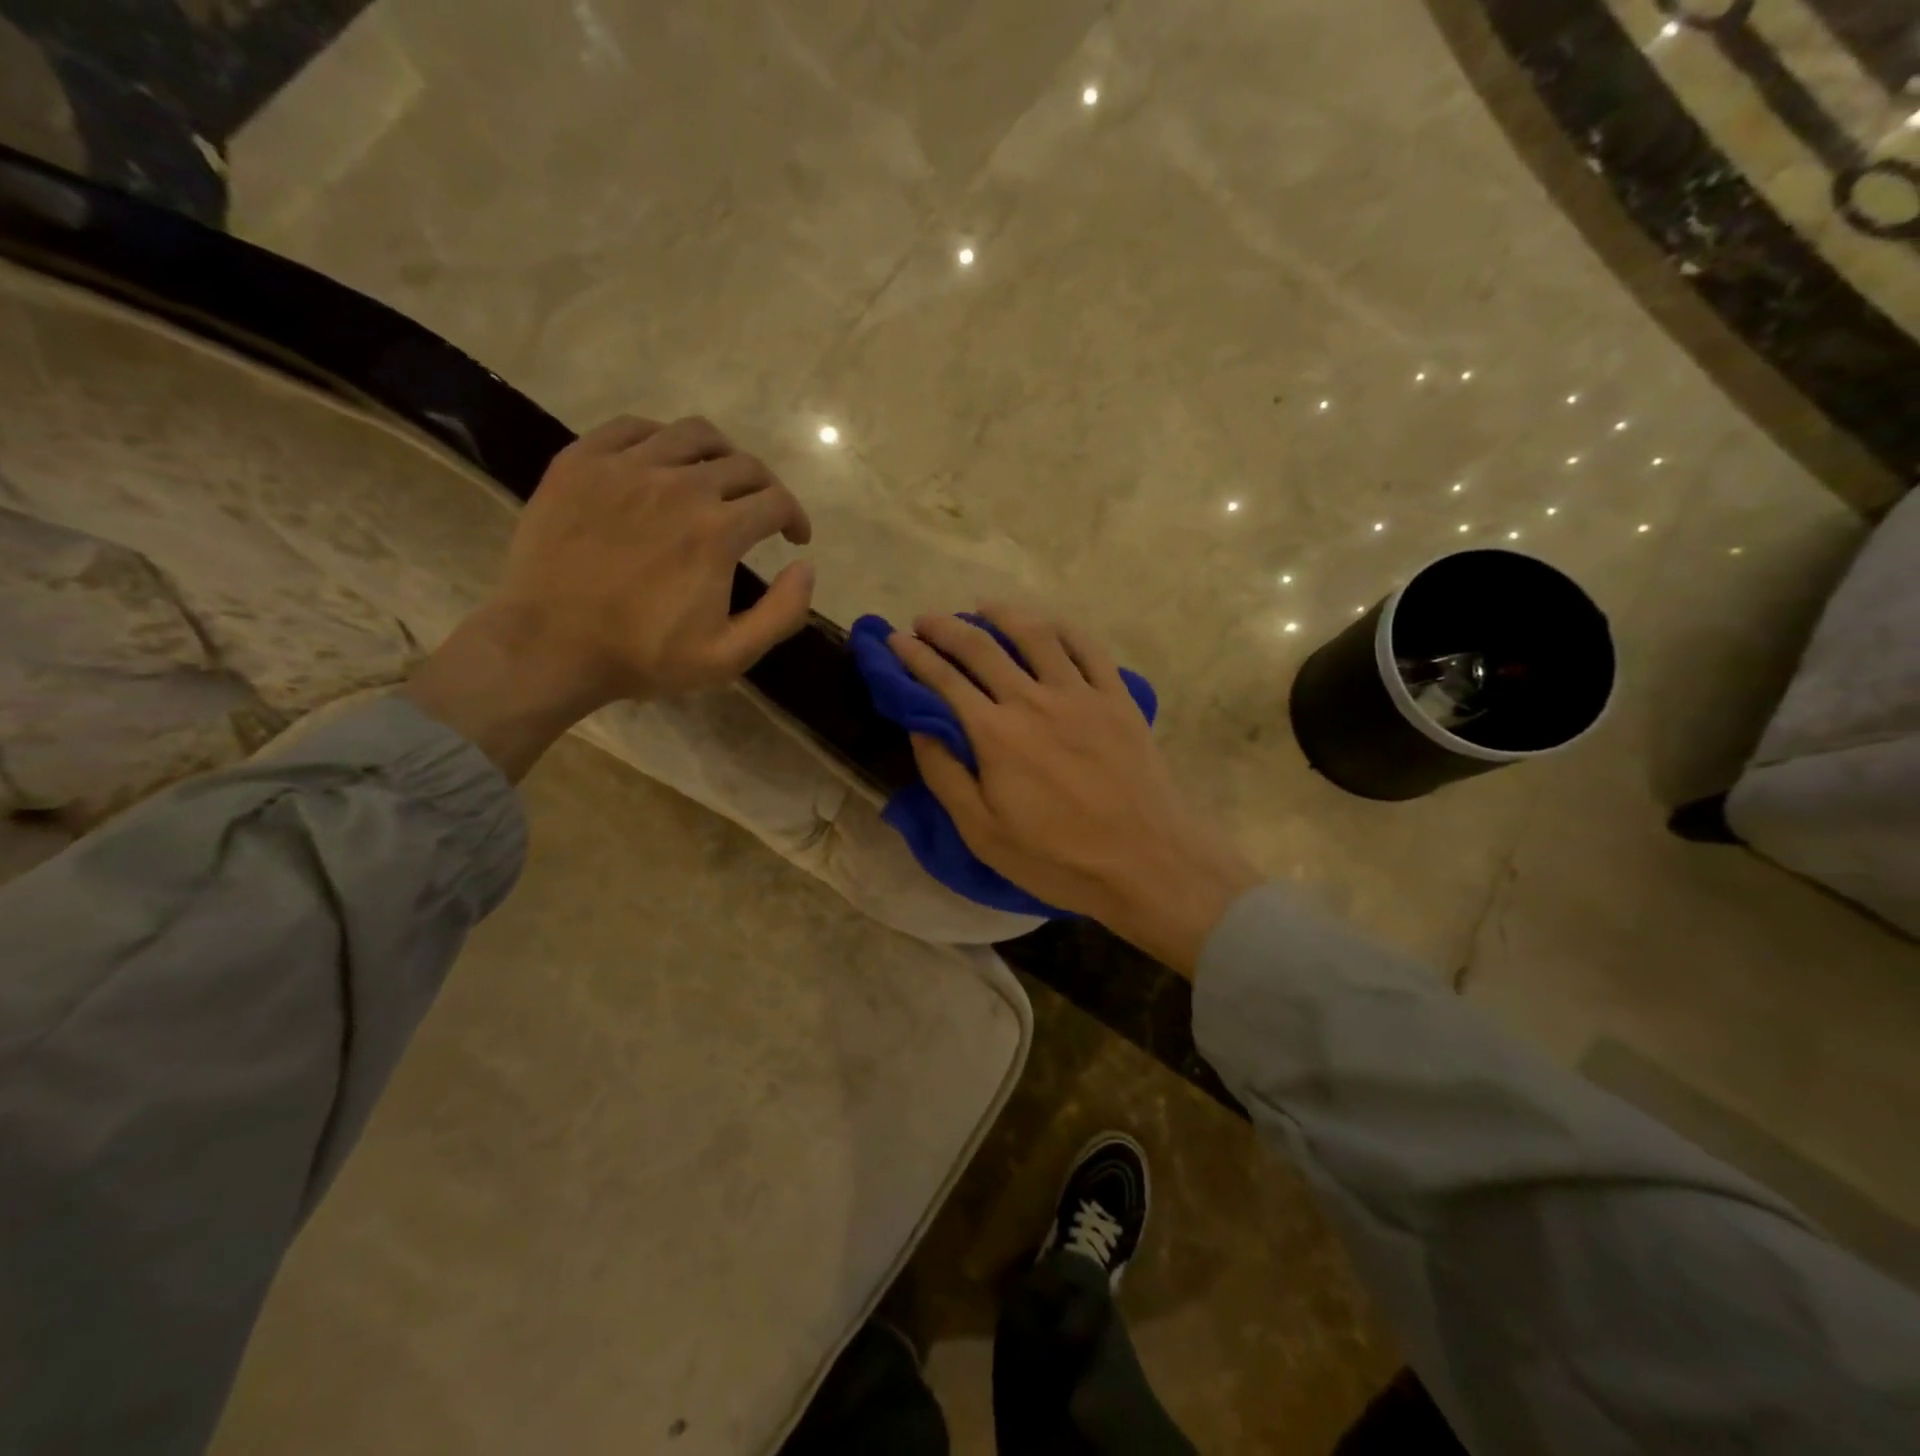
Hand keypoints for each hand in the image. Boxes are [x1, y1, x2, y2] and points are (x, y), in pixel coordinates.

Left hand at [405, 415, 813, 779]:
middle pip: (743, 464)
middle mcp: (679, 485)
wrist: (548, 646)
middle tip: (761, 512)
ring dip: (722, 453)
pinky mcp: (581, 462)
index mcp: (717, 531)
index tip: (793, 537)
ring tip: (718, 478)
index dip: (796, 517)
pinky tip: (663, 464)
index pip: (777, 501)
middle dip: (766, 488)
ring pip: (693, 434)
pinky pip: (634, 427)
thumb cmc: (643, 656)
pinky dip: (662, 439)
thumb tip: (806, 566)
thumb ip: (782, 612)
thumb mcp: (729, 655)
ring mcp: (625, 467)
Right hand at [888, 605, 1260, 973]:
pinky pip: (1087, 647)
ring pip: (1035, 634)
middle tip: (925, 620)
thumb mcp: (983, 833)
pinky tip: (1048, 625)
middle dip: (945, 628)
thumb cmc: (1057, 858)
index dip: (914, 656)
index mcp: (995, 734)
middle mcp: (1034, 700)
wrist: (1146, 862)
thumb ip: (945, 775)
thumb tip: (920, 727)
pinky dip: (1061, 628)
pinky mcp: (1117, 698)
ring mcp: (1081, 694)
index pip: (943, 680)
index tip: (895, 640)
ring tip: (981, 608)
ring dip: (1001, 615)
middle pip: (982, 647)